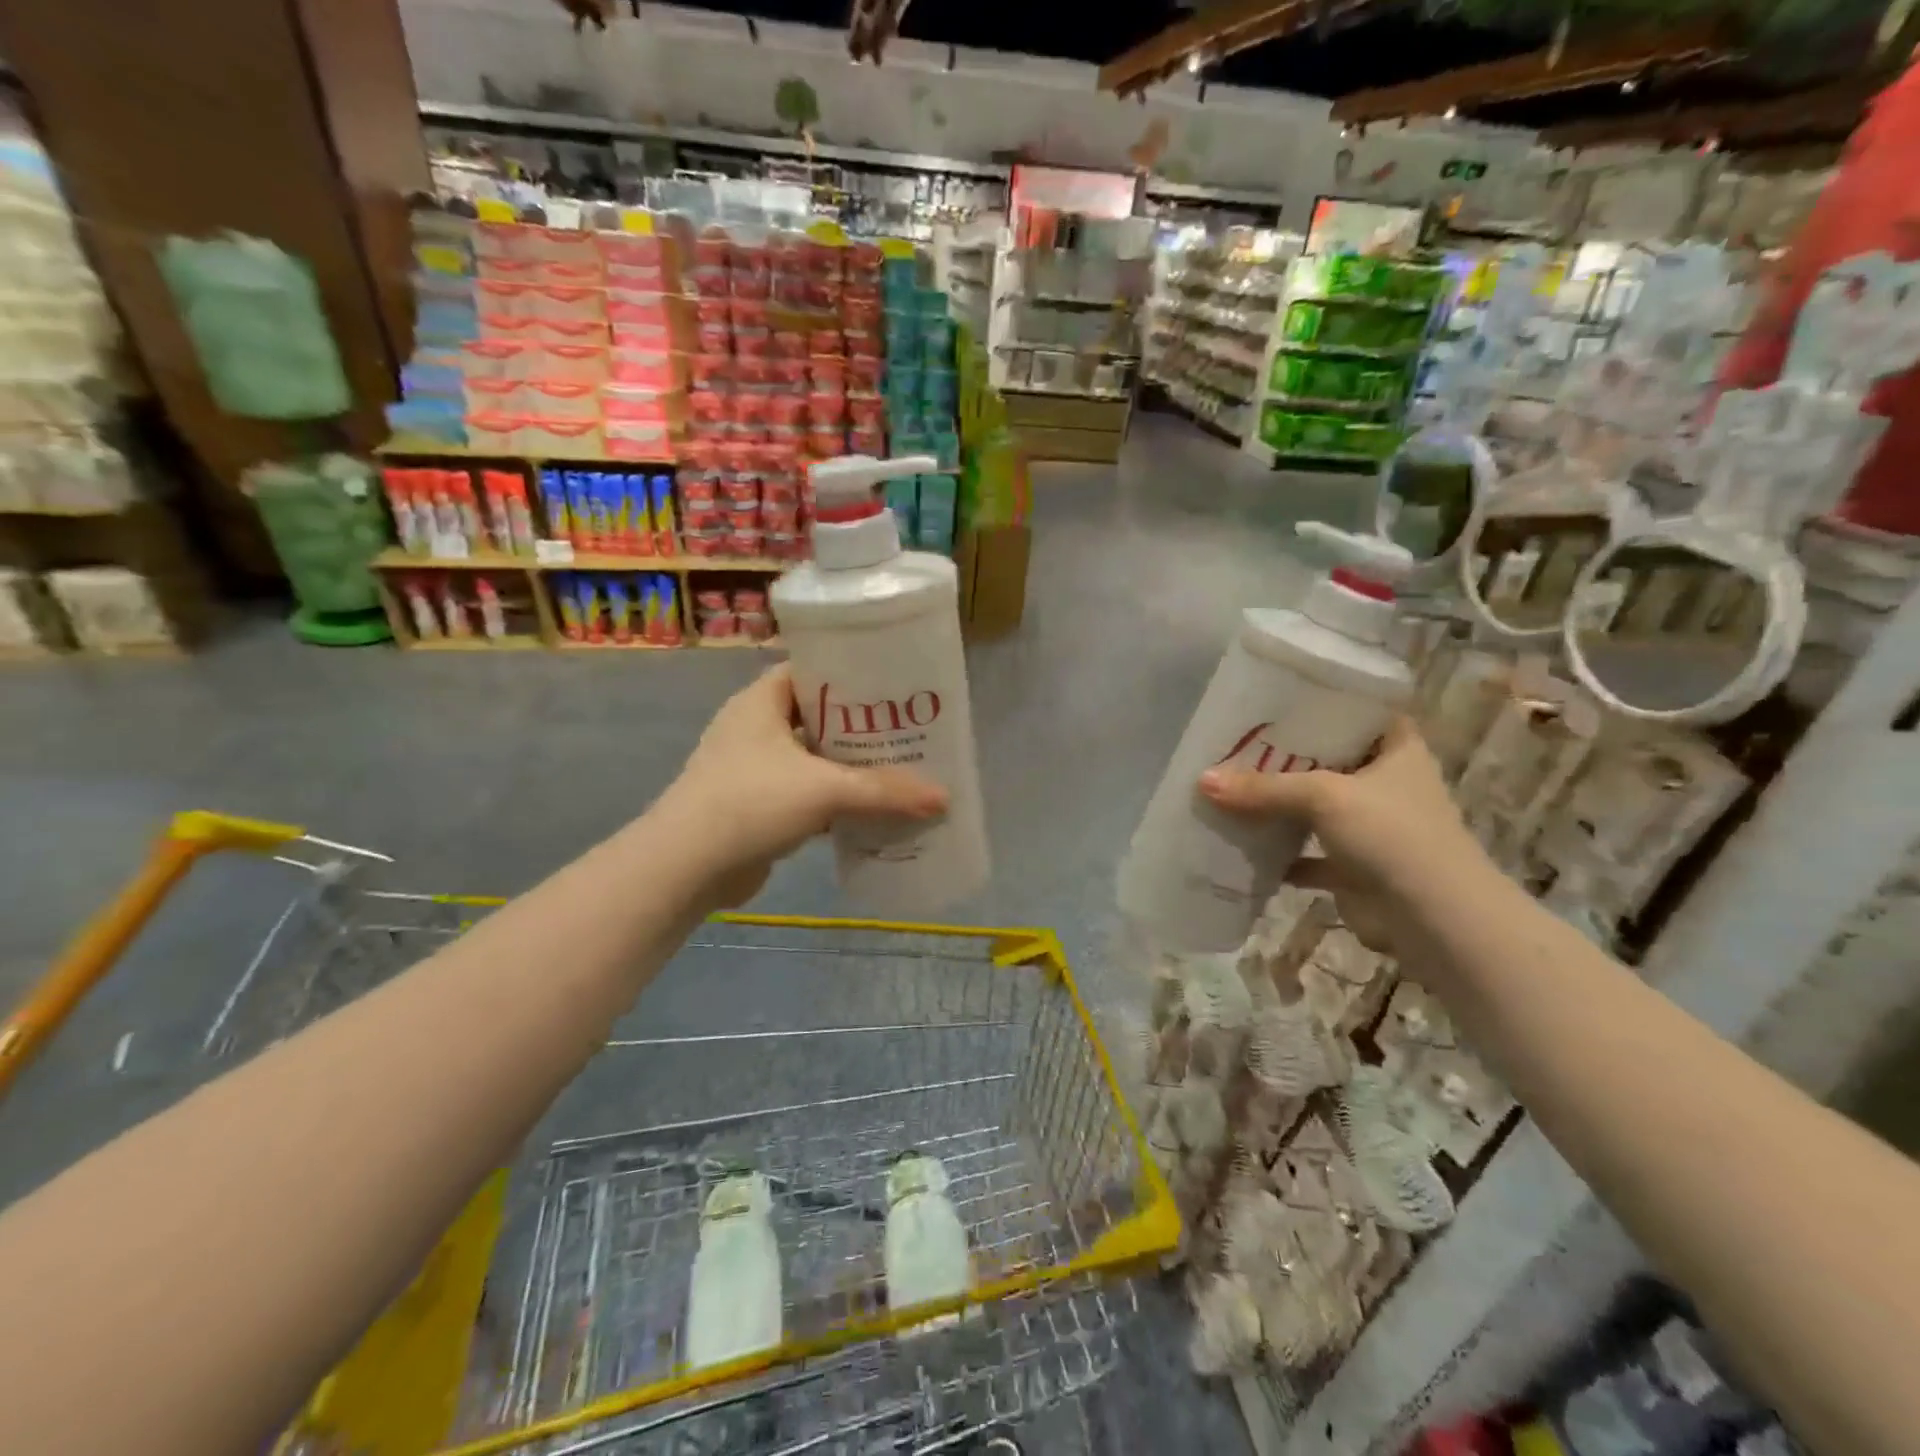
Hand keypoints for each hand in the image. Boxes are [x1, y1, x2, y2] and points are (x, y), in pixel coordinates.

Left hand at [667, 665, 947, 904]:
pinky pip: (804, 793)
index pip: (812, 670)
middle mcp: (755, 727)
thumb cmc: (751, 802)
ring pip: (813, 758)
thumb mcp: (825, 789)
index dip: (852, 673)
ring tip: (899, 768)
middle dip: (860, 726)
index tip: (895, 684)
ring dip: (849, 766)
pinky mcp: (756, 805)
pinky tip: (869, 809)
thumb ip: (885, 791)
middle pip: (817, 716)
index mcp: (761, 701)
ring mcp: (752, 768)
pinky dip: (833, 800)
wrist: (686, 867)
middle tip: (908, 730)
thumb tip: (944, 797)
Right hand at [1198, 717, 1489, 956]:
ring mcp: (1372, 828)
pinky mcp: (1355, 869)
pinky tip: (1241, 847)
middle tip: (1236, 743)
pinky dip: (1279, 855)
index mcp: (1397, 751)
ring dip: (1279, 806)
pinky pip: (1307, 855)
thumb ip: (1264, 787)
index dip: (1324, 703)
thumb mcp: (1323, 797)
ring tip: (1230, 788)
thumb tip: (1203, 781)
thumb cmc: (1391, 835)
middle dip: (1285, 758)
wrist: (1434, 920)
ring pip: (1315, 809)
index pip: (1362, 713)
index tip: (1278, 699)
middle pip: (1329, 761)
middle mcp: (1387, 785)